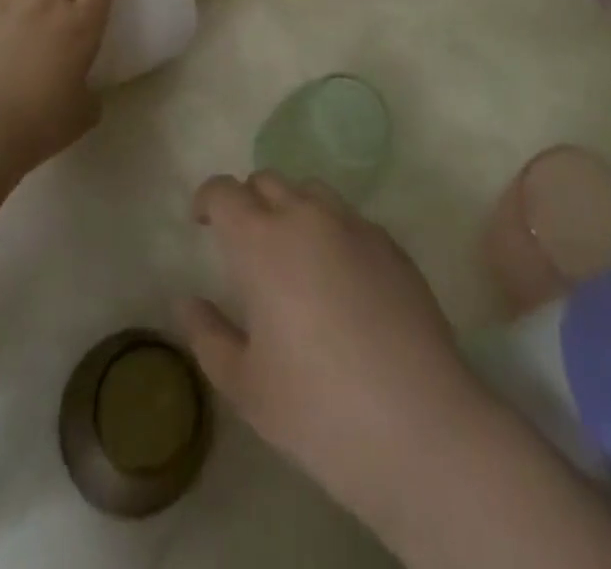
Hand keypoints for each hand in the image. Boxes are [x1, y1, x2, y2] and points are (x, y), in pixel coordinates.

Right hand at [177, 173, 482, 520]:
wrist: (421, 429)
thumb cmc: (318, 410)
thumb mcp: (245, 386)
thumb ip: (208, 336)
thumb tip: (188, 302)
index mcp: (260, 241)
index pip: (223, 191)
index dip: (207, 200)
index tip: (202, 224)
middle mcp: (305, 217)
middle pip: (267, 181)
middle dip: (249, 202)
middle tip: (247, 246)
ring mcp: (354, 226)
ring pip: (311, 192)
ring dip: (292, 209)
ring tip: (295, 256)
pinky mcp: (392, 245)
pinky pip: (350, 219)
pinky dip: (333, 232)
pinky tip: (342, 281)